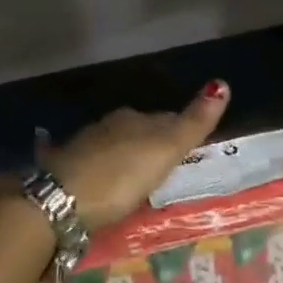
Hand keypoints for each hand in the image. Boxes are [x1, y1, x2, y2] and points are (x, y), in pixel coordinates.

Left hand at [40, 80, 229, 231]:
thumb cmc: (121, 176)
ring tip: (137, 175)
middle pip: (138, 131)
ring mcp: (82, 145)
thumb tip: (221, 83)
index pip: (165, 119)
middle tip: (165, 164)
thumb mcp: (165, 151)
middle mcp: (108, 126)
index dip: (179, 131)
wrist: (61, 199)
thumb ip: (193, 123)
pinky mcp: (64, 168)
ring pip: (113, 145)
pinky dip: (100, 166)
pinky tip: (100, 178)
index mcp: (134, 119)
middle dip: (151, 143)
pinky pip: (89, 161)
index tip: (189, 147)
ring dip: (126, 155)